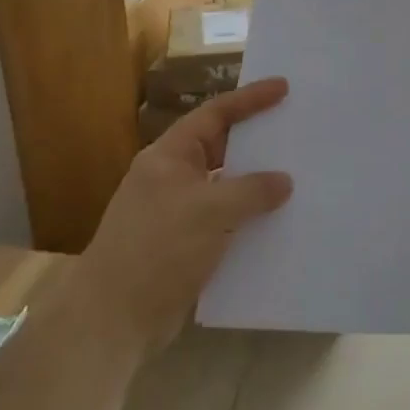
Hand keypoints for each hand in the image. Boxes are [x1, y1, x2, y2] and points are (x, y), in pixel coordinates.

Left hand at [87, 77, 293, 354]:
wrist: (112, 321)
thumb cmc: (157, 250)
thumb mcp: (210, 211)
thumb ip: (252, 190)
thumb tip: (284, 182)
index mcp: (169, 157)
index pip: (214, 114)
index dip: (250, 99)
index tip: (283, 87)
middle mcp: (172, 178)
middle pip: (221, 147)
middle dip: (256, 140)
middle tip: (295, 130)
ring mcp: (177, 213)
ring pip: (225, 187)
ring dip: (256, 184)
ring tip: (297, 176)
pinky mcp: (185, 246)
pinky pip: (225, 220)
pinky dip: (249, 218)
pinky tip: (278, 224)